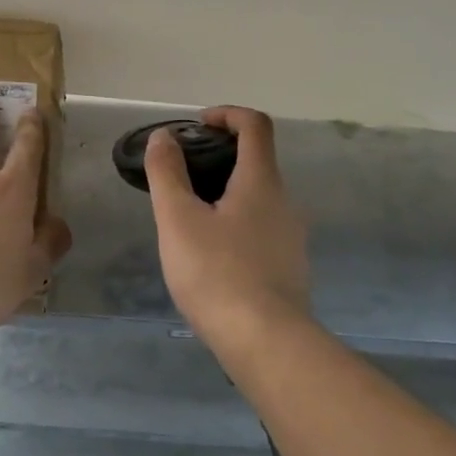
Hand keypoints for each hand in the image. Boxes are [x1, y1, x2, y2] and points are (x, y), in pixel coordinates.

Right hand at [145, 106, 310, 349]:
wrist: (265, 341)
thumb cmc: (216, 273)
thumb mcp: (178, 220)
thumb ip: (168, 174)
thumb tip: (163, 136)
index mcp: (261, 182)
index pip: (255, 126)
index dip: (227, 114)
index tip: (197, 125)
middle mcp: (285, 202)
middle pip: (257, 163)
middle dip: (220, 158)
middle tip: (182, 176)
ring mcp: (291, 237)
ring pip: (259, 200)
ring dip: (226, 195)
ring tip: (189, 219)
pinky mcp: (289, 268)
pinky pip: (261, 231)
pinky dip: (236, 225)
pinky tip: (211, 256)